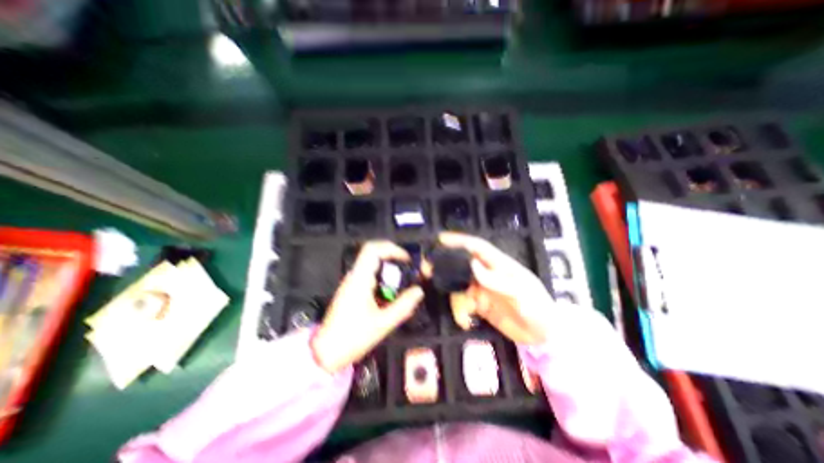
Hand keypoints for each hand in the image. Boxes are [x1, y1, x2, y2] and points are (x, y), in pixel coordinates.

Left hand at [311, 241, 424, 373]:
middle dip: (394, 258)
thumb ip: (403, 306)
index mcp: (359, 280)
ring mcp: (352, 283)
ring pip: (373, 265)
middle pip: (374, 254)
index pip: (373, 250)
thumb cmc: (352, 338)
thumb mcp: (382, 324)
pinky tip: (391, 294)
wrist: (326, 352)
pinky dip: (383, 279)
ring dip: (389, 270)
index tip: (407, 259)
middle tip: (409, 270)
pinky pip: (370, 276)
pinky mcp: (352, 290)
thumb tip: (418, 291)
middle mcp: (354, 276)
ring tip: (403, 283)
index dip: (392, 249)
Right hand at [437, 233, 552, 344]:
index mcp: (500, 265)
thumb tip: (472, 263)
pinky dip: (460, 312)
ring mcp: (482, 290)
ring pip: (459, 286)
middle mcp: (488, 274)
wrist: (544, 337)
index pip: (477, 247)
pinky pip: (462, 303)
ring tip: (464, 315)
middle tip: (428, 271)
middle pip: (462, 264)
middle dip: (445, 267)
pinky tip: (466, 321)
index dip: (460, 240)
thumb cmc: (538, 309)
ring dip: (456, 299)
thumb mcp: (521, 293)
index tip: (440, 239)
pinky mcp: (480, 305)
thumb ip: (496, 279)